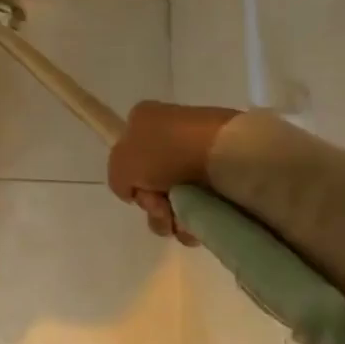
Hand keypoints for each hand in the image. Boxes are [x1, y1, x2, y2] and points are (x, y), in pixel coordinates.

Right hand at [107, 102, 241, 243]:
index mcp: (144, 120)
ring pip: (176, 198)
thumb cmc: (166, 152)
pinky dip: (196, 219)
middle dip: (152, 204)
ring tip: (182, 221)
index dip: (131, 179)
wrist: (226, 154)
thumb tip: (136, 191)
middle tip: (161, 208)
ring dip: (172, 217)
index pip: (128, 154)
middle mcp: (172, 133)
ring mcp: (200, 152)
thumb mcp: (121, 164)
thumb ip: (118, 179)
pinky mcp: (225, 173)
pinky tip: (199, 223)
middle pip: (151, 182)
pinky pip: (202, 204)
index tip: (140, 191)